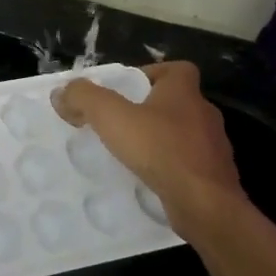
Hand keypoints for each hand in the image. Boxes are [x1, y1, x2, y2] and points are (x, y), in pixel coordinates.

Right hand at [53, 61, 248, 243]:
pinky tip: (146, 180)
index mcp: (185, 92)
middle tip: (118, 123)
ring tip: (128, 154)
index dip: (151, 74)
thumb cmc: (161, 150)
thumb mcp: (112, 117)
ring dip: (158, 140)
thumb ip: (84, 98)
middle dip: (148, 110)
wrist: (206, 205)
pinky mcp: (214, 177)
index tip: (125, 91)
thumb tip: (61, 92)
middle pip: (175, 102)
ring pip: (182, 135)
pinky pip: (186, 164)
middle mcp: (204, 114)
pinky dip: (168, 168)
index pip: (176, 69)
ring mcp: (213, 148)